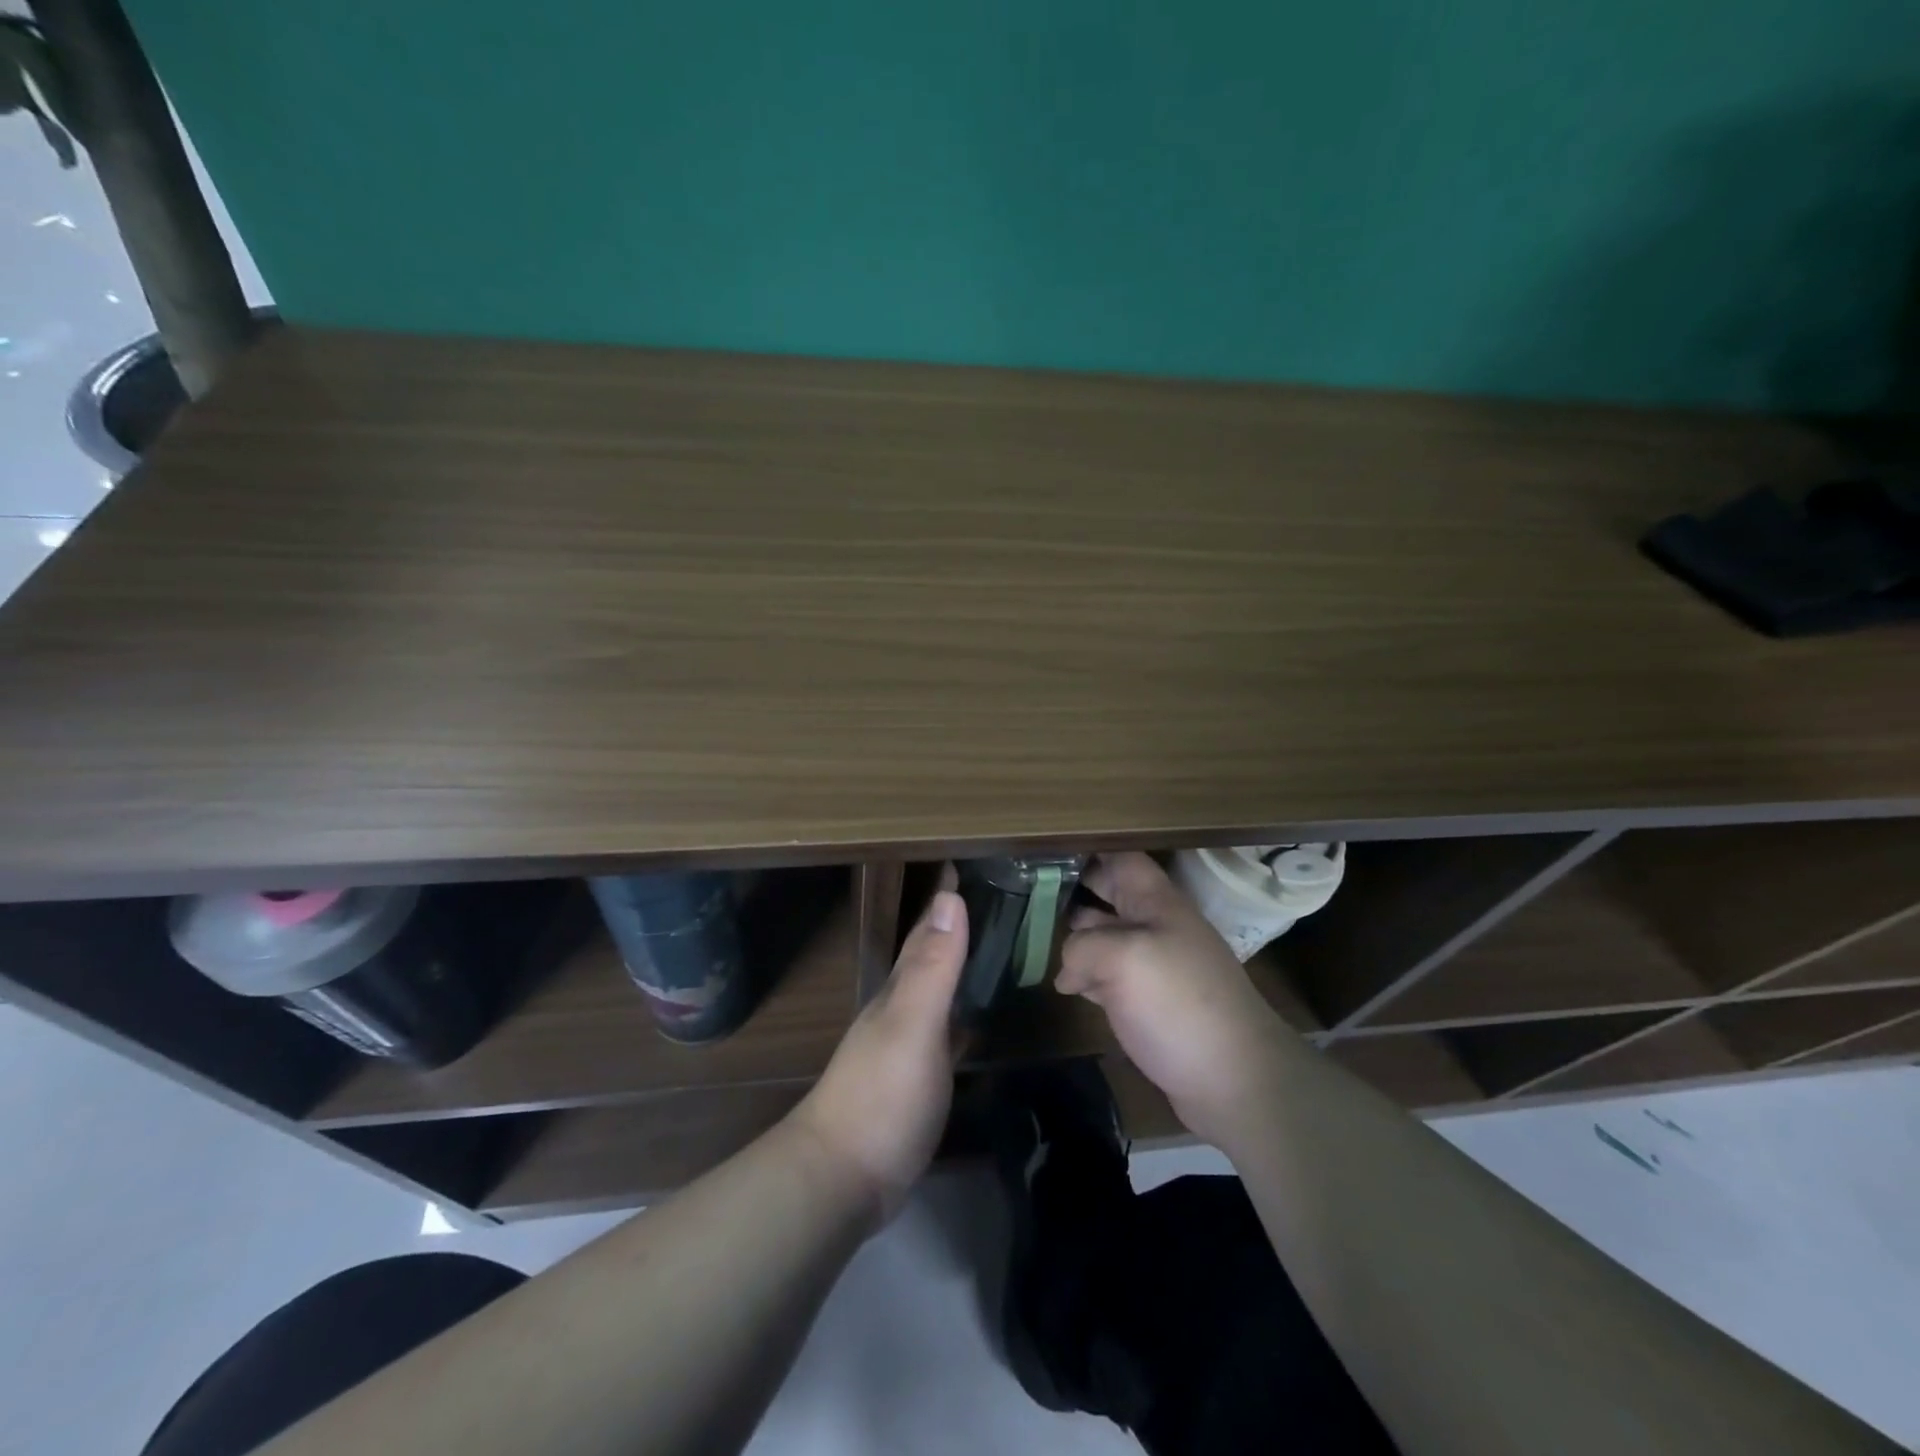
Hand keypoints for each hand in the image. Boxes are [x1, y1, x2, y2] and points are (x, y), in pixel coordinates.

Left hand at [789, 869, 966, 1220]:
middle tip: (992, 894)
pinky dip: (962, 1013)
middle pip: (930, 956)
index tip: (967, 861)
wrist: (843, 1179)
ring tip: (992, 943)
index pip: (926, 930)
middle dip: (955, 925)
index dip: (945, 898)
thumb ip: (933, 966)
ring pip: (937, 991)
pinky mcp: (916, 1080)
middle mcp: (901, 1009)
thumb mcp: (913, 1025)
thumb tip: (950, 897)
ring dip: (958, 965)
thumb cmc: (882, 1094)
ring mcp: (906, 1046)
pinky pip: (945, 1030)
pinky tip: (976, 1016)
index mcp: (900, 990)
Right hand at [1058, 852, 1289, 1148]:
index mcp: (1156, 902)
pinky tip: (1063, 983)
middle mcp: (1155, 926)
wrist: (1234, 1079)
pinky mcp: (1148, 1003)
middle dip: (1072, 890)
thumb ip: (1082, 946)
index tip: (1044, 850)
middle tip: (1027, 891)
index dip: (1087, 850)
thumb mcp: (1123, 958)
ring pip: (1105, 936)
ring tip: (1033, 934)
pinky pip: (1109, 976)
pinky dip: (1085, 975)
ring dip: (1074, 935)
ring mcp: (1153, 965)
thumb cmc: (1179, 1002)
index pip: (1120, 858)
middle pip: (1109, 894)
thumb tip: (1068, 970)